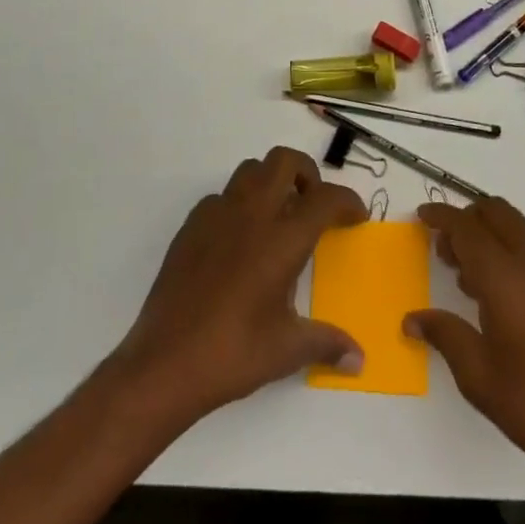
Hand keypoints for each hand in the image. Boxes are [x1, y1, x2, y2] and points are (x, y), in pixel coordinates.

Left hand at [114, 147, 367, 429]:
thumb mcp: (287, 350)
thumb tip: (358, 358)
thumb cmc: (234, 353)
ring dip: (271, 181)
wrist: (165, 362)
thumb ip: (327, 343)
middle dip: (307, 173)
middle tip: (313, 204)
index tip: (356, 216)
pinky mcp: (190, 226)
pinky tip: (239, 240)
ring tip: (278, 217)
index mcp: (282, 239)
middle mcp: (252, 215)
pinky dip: (239, 204)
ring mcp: (217, 215)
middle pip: (285, 161)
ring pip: (250, 170)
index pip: (325, 198)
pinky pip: (221, 196)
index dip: (347, 201)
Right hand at [407, 197, 524, 496]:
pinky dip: (510, 251)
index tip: (421, 215)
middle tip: (444, 248)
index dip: (441, 216)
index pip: (467, 228)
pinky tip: (500, 295)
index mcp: (505, 279)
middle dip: (466, 218)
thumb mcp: (478, 376)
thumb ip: (444, 335)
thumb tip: (412, 319)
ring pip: (519, 228)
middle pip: (497, 213)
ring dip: (489, 233)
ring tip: (466, 273)